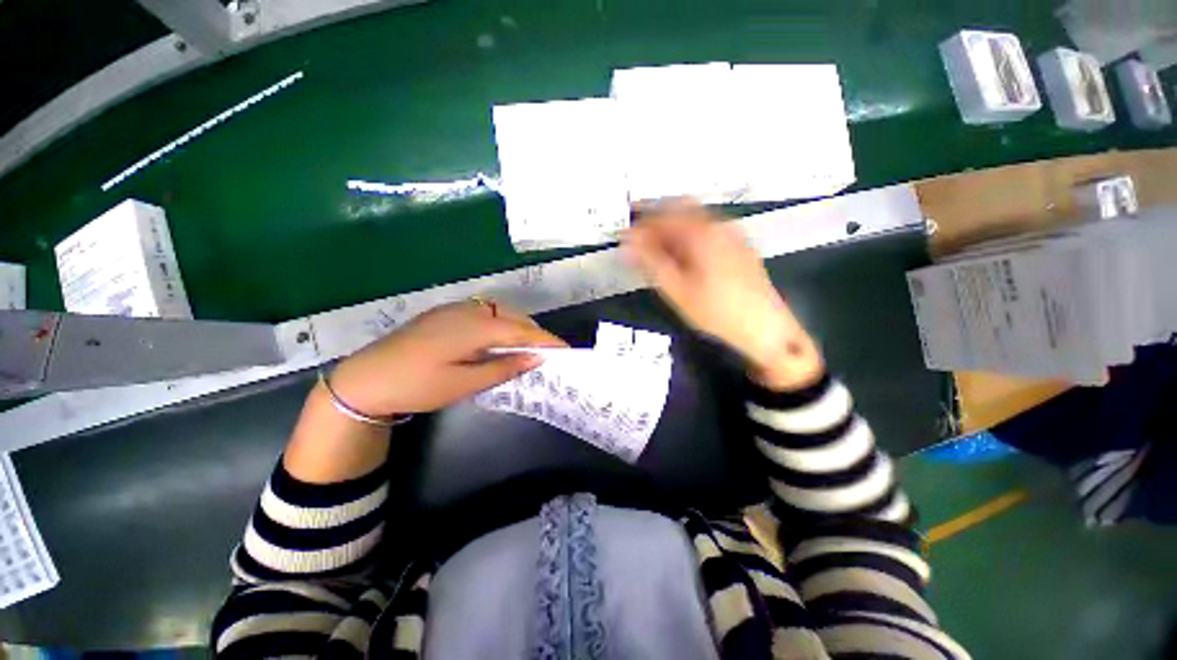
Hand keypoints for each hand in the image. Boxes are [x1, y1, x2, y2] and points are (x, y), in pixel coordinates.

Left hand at [328, 300, 566, 415]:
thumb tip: (536, 358)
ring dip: (519, 328)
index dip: (547, 341)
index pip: (523, 331)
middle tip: (550, 354)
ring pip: (501, 314)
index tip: (567, 351)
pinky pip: (485, 314)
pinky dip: (501, 325)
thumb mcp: (464, 384)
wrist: (365, 379)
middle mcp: (470, 311)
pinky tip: (499, 341)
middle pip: (514, 318)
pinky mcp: (446, 314)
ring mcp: (456, 309)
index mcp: (476, 327)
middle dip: (535, 334)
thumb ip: (503, 367)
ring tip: (528, 348)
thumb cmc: (417, 385)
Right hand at [624, 200, 822, 388]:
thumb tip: (628, 242)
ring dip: (672, 227)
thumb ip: (650, 261)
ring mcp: (732, 233)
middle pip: (680, 209)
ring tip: (656, 248)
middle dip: (656, 219)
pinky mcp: (739, 245)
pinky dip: (688, 235)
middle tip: (639, 237)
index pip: (662, 215)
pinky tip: (682, 255)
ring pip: (694, 218)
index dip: (640, 224)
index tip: (625, 235)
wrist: (765, 328)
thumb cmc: (717, 311)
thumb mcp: (677, 289)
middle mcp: (719, 225)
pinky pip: (707, 229)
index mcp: (702, 233)